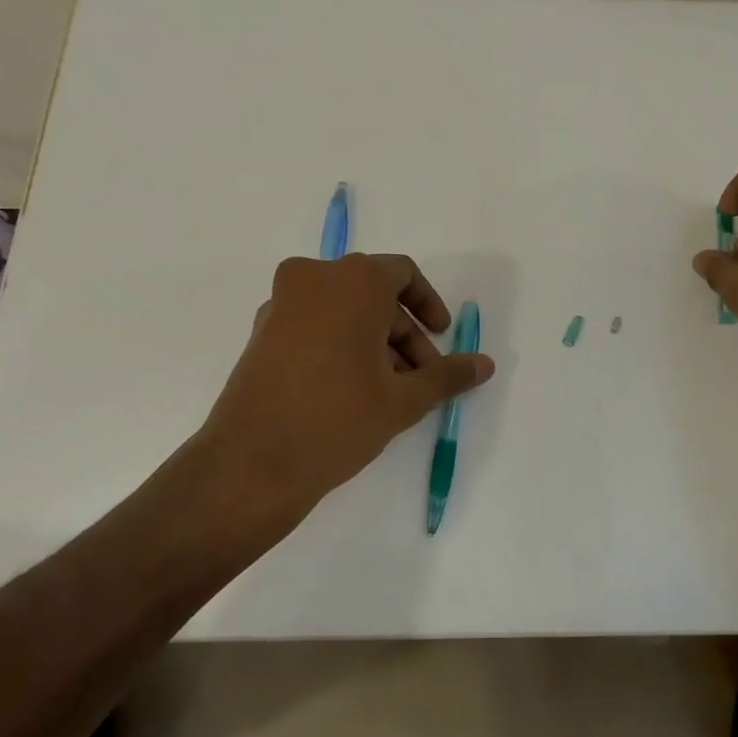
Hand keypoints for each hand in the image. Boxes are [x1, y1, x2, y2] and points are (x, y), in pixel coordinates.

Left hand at [198, 253, 494, 527]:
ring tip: (388, 391)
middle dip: (403, 334)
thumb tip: (485, 364)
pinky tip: (351, 389)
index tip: (441, 336)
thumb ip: (447, 375)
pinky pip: (313, 323)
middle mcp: (314, 278)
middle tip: (420, 379)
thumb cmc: (338, 420)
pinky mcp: (261, 331)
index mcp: (353, 280)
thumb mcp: (403, 399)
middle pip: (373, 295)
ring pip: (342, 310)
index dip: (428, 304)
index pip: (402, 274)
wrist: (252, 463)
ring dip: (372, 341)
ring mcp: (281, 303)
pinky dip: (339, 343)